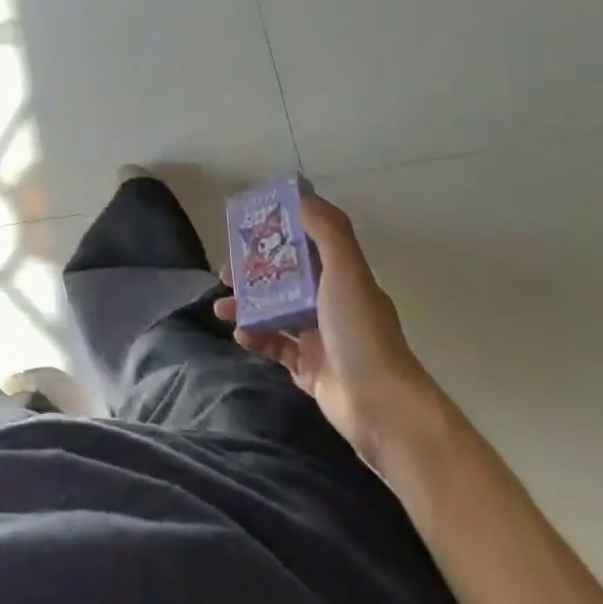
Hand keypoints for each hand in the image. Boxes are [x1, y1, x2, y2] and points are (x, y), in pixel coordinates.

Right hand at [214, 193, 436, 467]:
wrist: (381, 406)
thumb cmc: (360, 331)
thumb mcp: (347, 272)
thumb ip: (328, 232)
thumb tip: (303, 197)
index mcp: (341, 278)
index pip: (306, 245)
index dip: (278, 234)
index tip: (247, 228)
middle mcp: (330, 304)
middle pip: (284, 279)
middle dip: (252, 272)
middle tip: (224, 272)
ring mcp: (319, 338)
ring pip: (274, 312)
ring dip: (246, 306)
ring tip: (221, 307)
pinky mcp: (309, 370)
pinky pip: (275, 347)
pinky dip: (256, 338)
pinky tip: (240, 335)